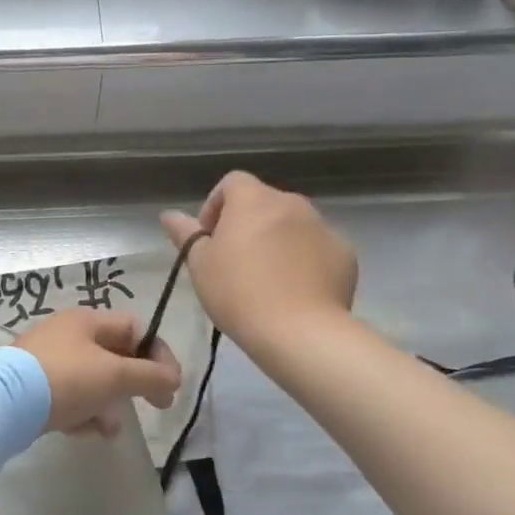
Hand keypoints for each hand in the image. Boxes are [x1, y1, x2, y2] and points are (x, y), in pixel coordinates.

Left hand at [15, 309, 181, 438]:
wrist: (3, 403)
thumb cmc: (65, 379)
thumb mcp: (114, 375)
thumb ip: (150, 376)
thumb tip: (173, 378)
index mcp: (87, 320)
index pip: (136, 328)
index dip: (158, 354)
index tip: (170, 385)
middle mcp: (68, 335)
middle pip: (116, 356)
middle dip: (134, 384)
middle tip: (156, 406)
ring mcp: (49, 361)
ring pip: (94, 381)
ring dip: (108, 405)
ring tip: (108, 428)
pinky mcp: (35, 388)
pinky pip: (71, 398)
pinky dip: (82, 414)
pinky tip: (82, 432)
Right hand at [160, 172, 357, 349]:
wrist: (300, 332)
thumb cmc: (238, 293)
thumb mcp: (200, 264)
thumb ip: (186, 234)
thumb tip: (169, 214)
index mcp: (253, 199)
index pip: (232, 182)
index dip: (215, 206)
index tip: (209, 239)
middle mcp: (291, 203)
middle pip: (264, 203)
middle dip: (247, 224)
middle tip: (234, 262)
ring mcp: (323, 227)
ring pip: (292, 225)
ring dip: (277, 241)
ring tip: (267, 279)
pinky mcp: (345, 253)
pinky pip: (317, 248)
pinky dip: (305, 260)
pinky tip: (296, 290)